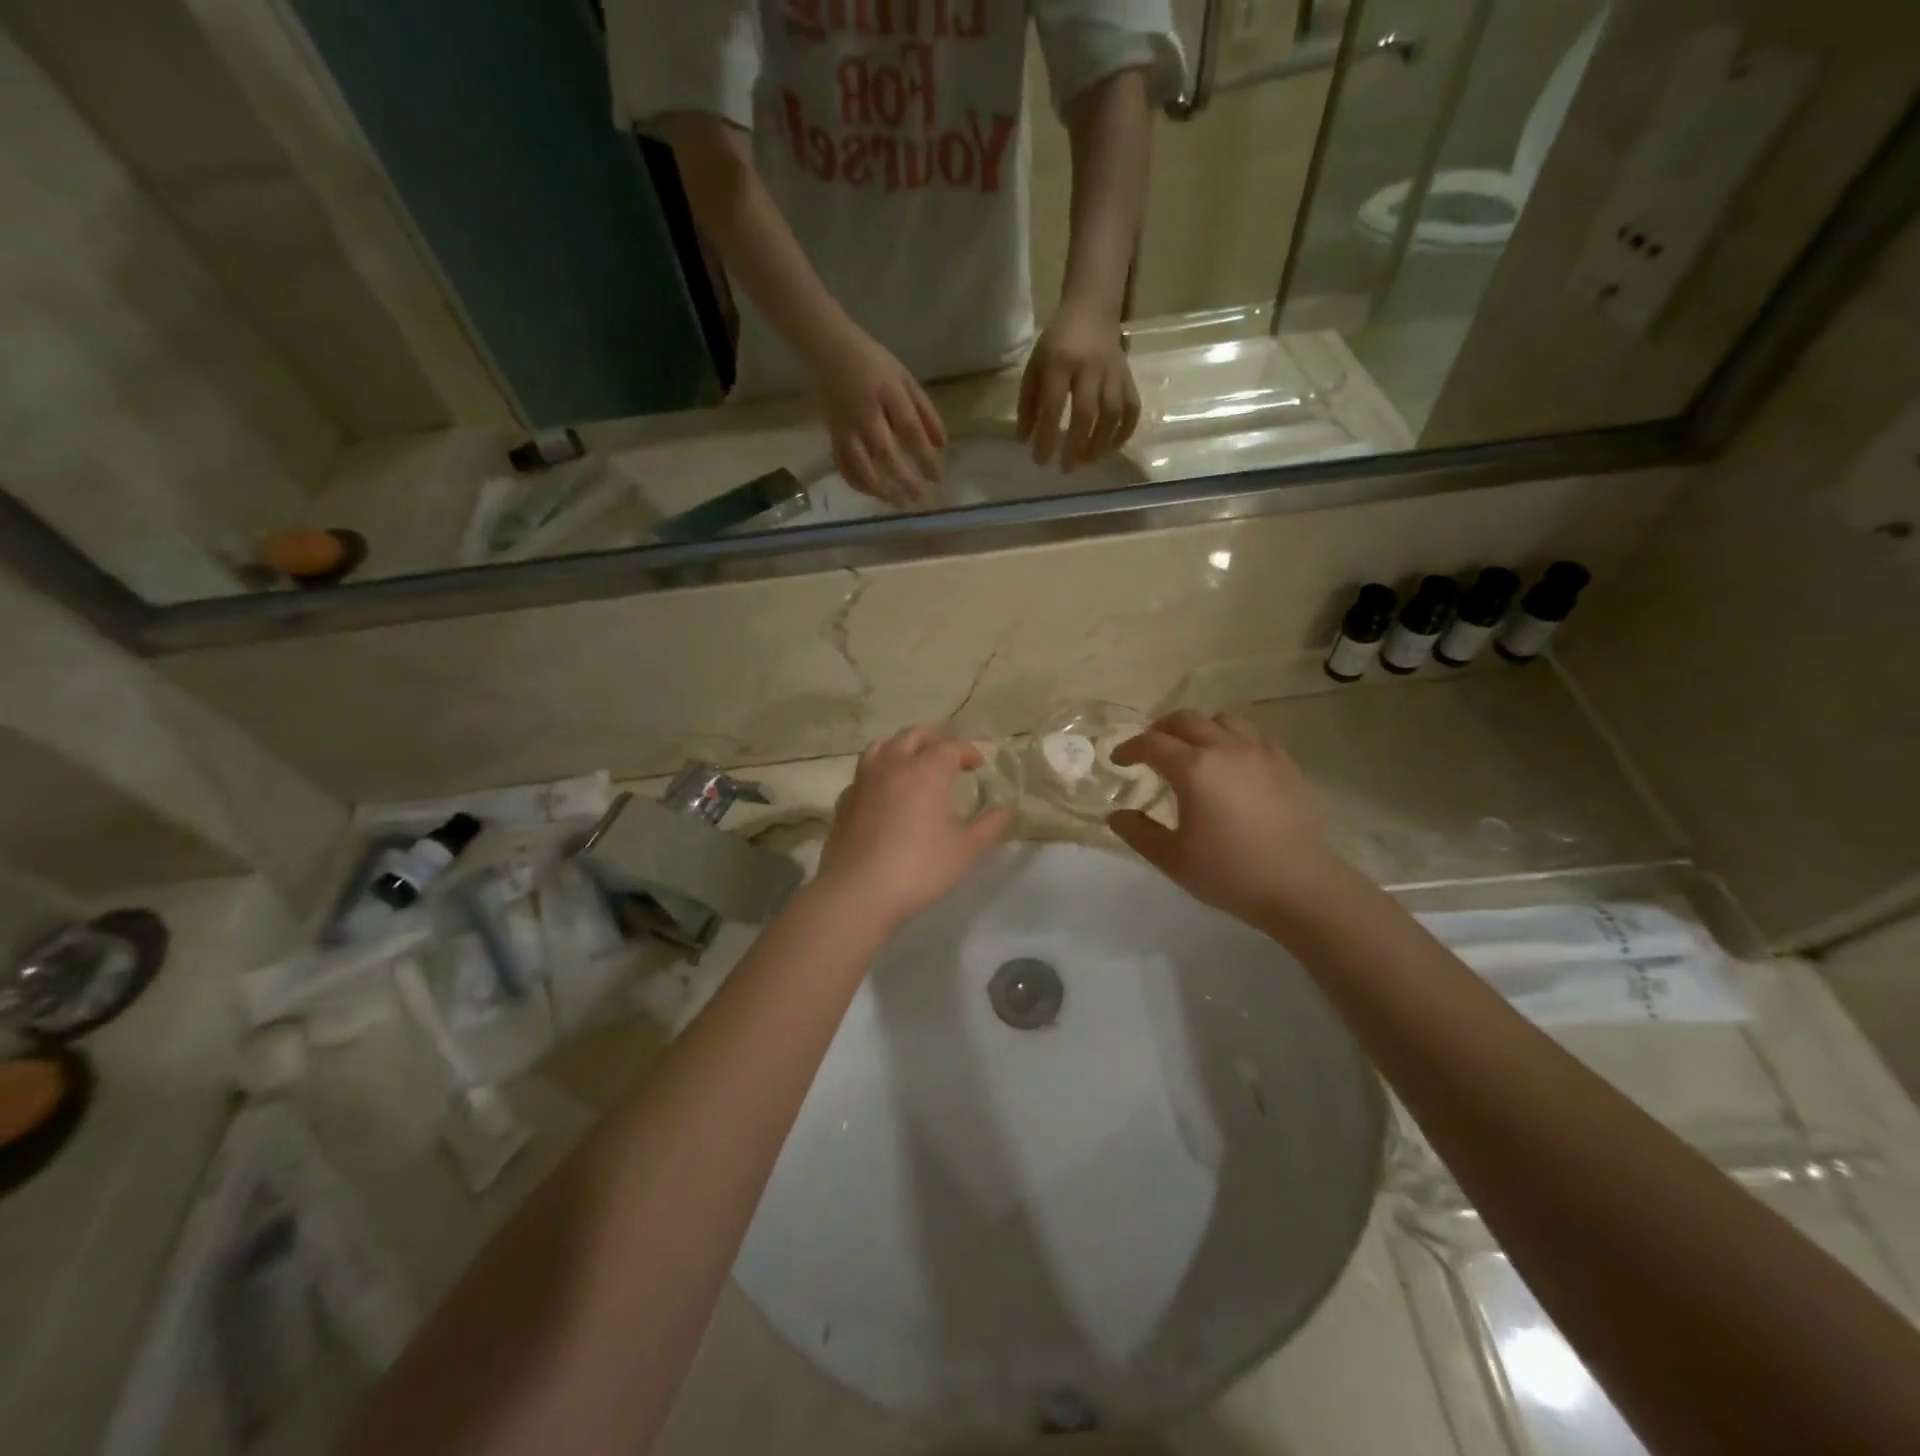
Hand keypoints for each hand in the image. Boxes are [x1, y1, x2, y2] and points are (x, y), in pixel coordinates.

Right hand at [810, 324, 946, 506]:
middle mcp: (865, 414)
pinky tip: (872, 492)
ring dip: (879, 488)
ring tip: (897, 501)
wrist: (828, 349)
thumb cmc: (873, 363)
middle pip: (885, 453)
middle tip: (919, 497)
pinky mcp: (832, 434)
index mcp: (888, 394)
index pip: (911, 430)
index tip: (937, 478)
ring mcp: (845, 427)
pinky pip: (843, 465)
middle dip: (903, 479)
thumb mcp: (905, 379)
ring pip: (860, 465)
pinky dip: (857, 482)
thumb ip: (924, 411)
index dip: (925, 457)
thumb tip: (940, 446)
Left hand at [814, 728, 1010, 933]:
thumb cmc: (918, 869)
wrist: (857, 893)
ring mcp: (863, 782)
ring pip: (881, 747)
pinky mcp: (844, 802)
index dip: (967, 751)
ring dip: (902, 748)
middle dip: (935, 740)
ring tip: (914, 764)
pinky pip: (864, 774)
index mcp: (925, 772)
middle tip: (949, 756)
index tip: (978, 765)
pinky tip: (886, 793)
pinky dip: (880, 773)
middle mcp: (892, 767)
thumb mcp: (965, 851)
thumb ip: (988, 827)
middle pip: (913, 736)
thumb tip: (1005, 811)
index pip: (949, 747)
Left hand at [1018, 302, 1141, 472]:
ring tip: (1086, 462)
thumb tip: (1025, 440)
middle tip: (1066, 468)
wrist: (1092, 310)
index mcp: (1060, 362)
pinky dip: (1123, 432)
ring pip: (1112, 414)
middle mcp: (1090, 367)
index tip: (1040, 460)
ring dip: (1100, 443)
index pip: (1053, 405)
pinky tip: (1111, 448)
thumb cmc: (1057, 342)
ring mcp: (1113, 372)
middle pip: (1086, 413)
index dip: (1047, 436)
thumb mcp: (1034, 366)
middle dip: (1075, 446)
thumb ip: (1028, 403)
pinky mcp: (1129, 377)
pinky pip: (1131, 408)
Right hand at [1106, 711, 1338, 925]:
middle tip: (1150, 749)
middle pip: (1186, 720)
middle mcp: (1226, 750)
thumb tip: (1116, 815)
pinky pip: (1254, 738)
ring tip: (1192, 750)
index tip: (1119, 760)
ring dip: (1199, 728)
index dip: (1129, 748)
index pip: (1152, 743)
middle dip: (1160, 730)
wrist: (1300, 887)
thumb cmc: (1230, 873)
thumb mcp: (1172, 859)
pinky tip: (1233, 766)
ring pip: (1223, 720)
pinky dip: (1233, 742)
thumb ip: (1138, 832)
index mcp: (1194, 769)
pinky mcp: (1286, 765)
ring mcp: (1261, 754)